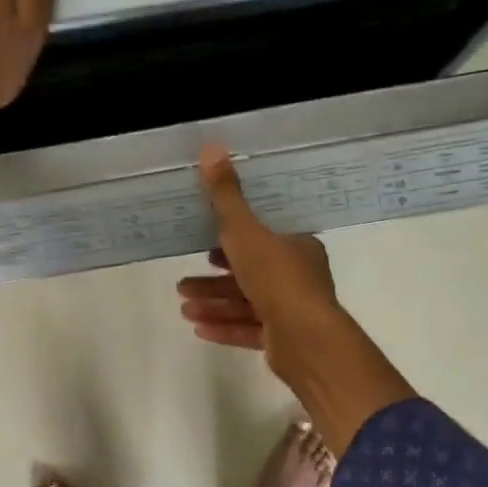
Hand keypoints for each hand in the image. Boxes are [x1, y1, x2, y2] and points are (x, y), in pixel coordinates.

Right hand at [178, 145, 415, 455]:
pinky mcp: (283, 341)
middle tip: (184, 282)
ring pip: (247, 304)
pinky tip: (198, 328)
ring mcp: (292, 312)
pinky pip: (249, 330)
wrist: (305, 339)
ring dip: (215, 303)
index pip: (263, 239)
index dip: (234, 240)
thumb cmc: (277, 278)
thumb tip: (212, 145)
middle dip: (215, 279)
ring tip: (183, 306)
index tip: (207, 246)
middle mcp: (298, 278)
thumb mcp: (246, 231)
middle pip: (250, 273)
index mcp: (297, 248)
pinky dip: (225, 327)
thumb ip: (226, 196)